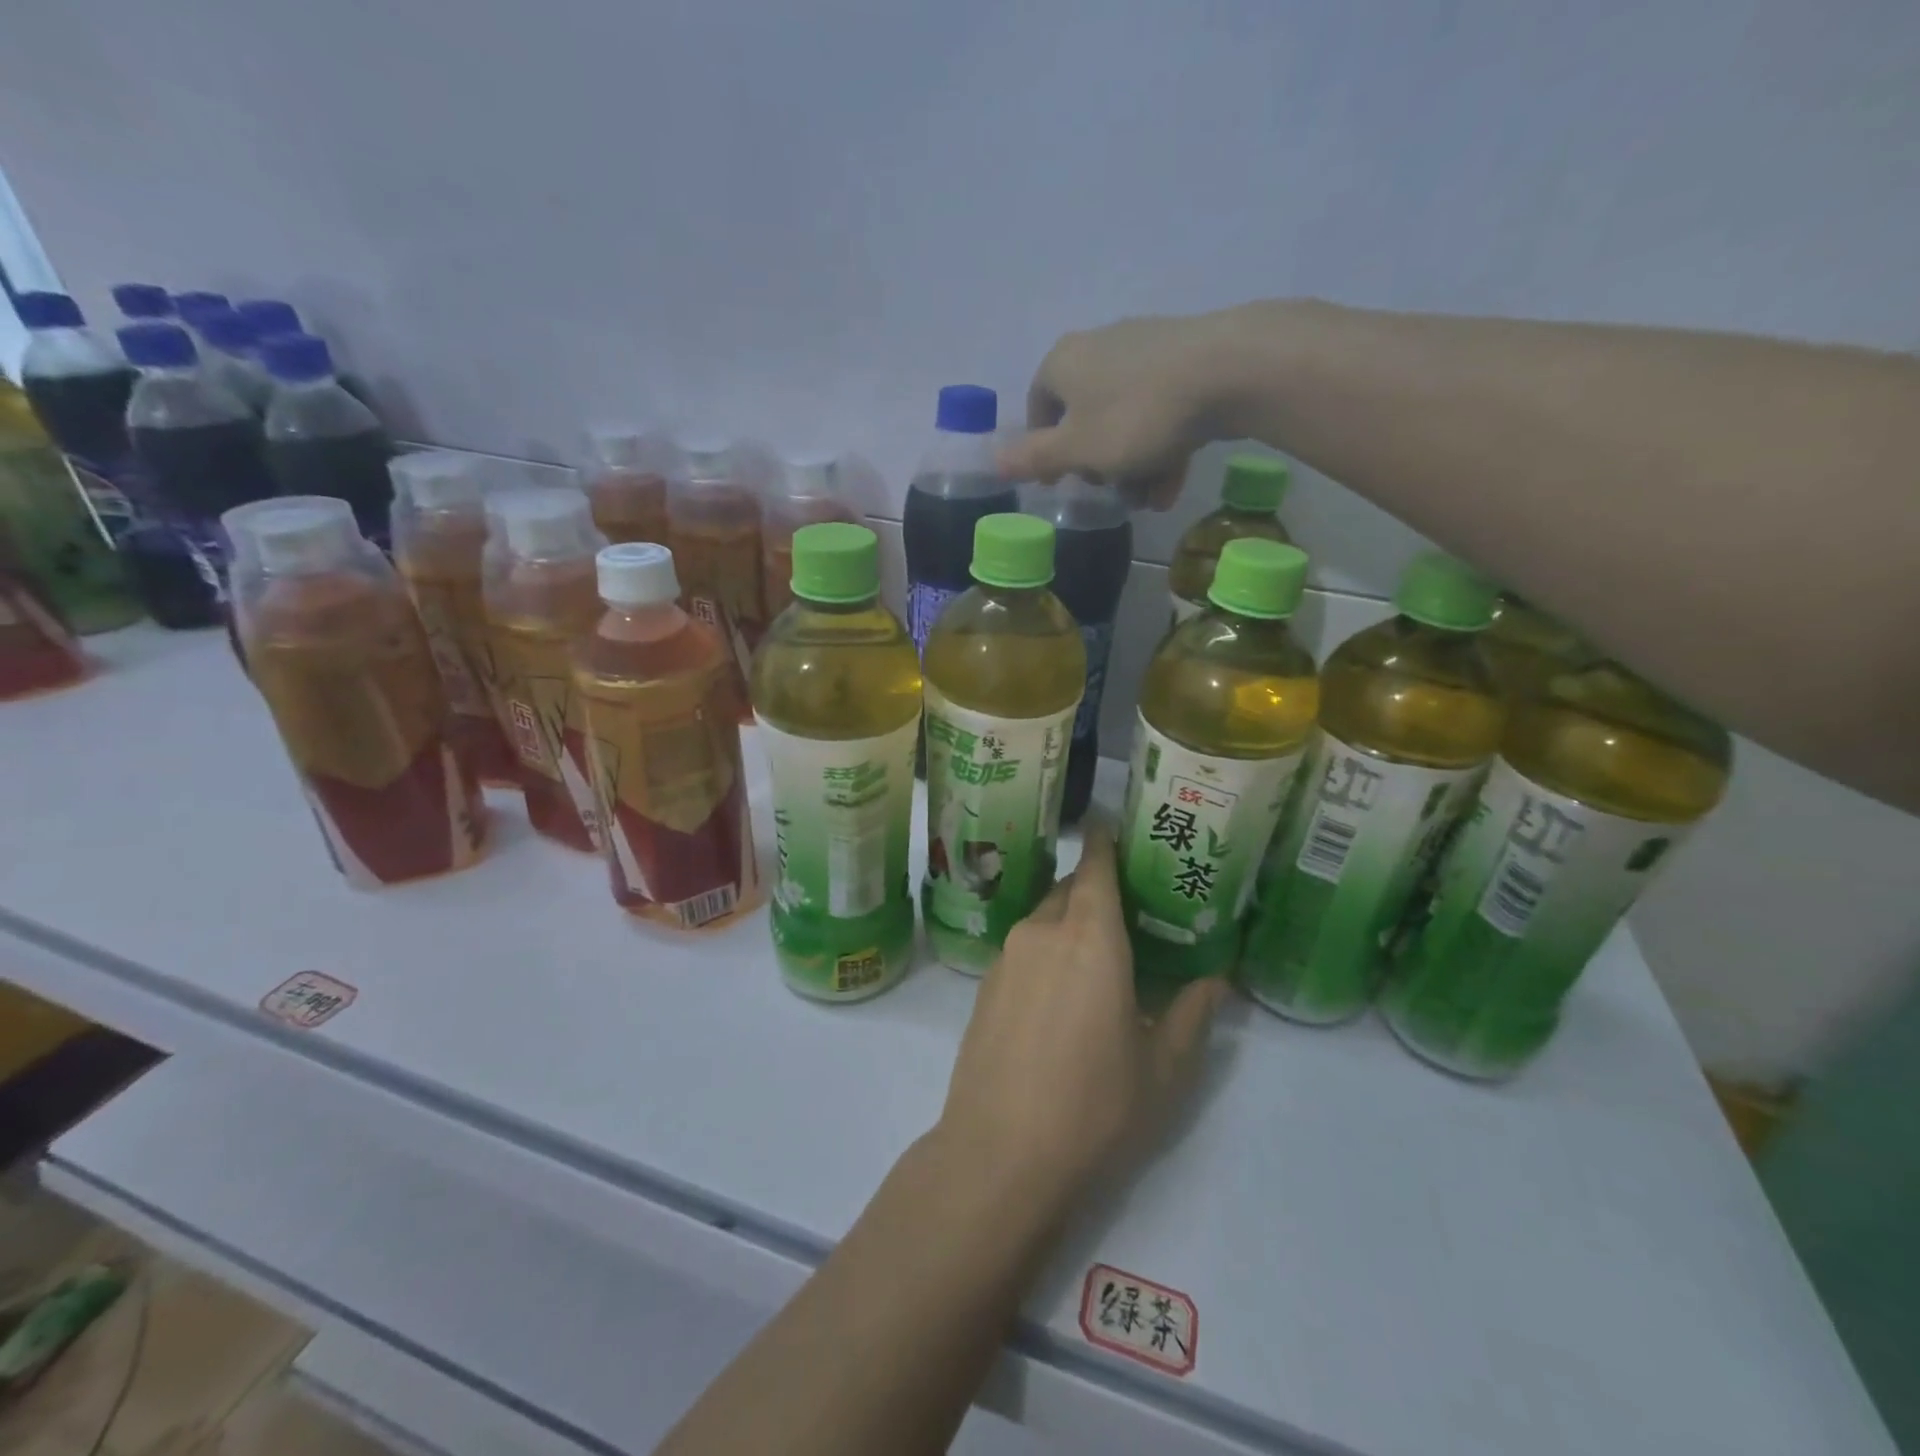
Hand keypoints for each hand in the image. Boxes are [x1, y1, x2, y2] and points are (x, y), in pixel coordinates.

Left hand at [934, 825, 1228, 1220]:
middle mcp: (1042, 931)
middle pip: (1069, 890)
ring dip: (1069, 924)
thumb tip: (1216, 982)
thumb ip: (1191, 1015)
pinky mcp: (985, 985)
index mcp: (1090, 936)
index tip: (1114, 828)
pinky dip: (1045, 952)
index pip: (1095, 866)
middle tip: (1127, 914)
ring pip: (1043, 919)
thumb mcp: (1163, 1068)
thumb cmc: (1095, 1106)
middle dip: (1094, 891)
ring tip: (1097, 959)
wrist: (999, 1151)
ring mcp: (1006, 956)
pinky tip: (1059, 996)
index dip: (1104, 842)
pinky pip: (1023, 949)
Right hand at [997, 310, 1251, 507]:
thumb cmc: (1136, 416)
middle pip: (1088, 416)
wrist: (1230, 371)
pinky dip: (1163, 447)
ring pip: (1129, 419)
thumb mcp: (1077, 450)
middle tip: (1111, 493)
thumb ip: (1034, 458)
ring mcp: (1148, 349)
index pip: (1039, 406)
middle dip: (1098, 464)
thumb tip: (993, 461)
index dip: (1046, 449)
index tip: (1060, 482)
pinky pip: (1163, 410)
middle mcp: (1101, 346)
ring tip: (1148, 501)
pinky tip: (1172, 485)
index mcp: (1064, 362)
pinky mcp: (1189, 359)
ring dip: (1134, 466)